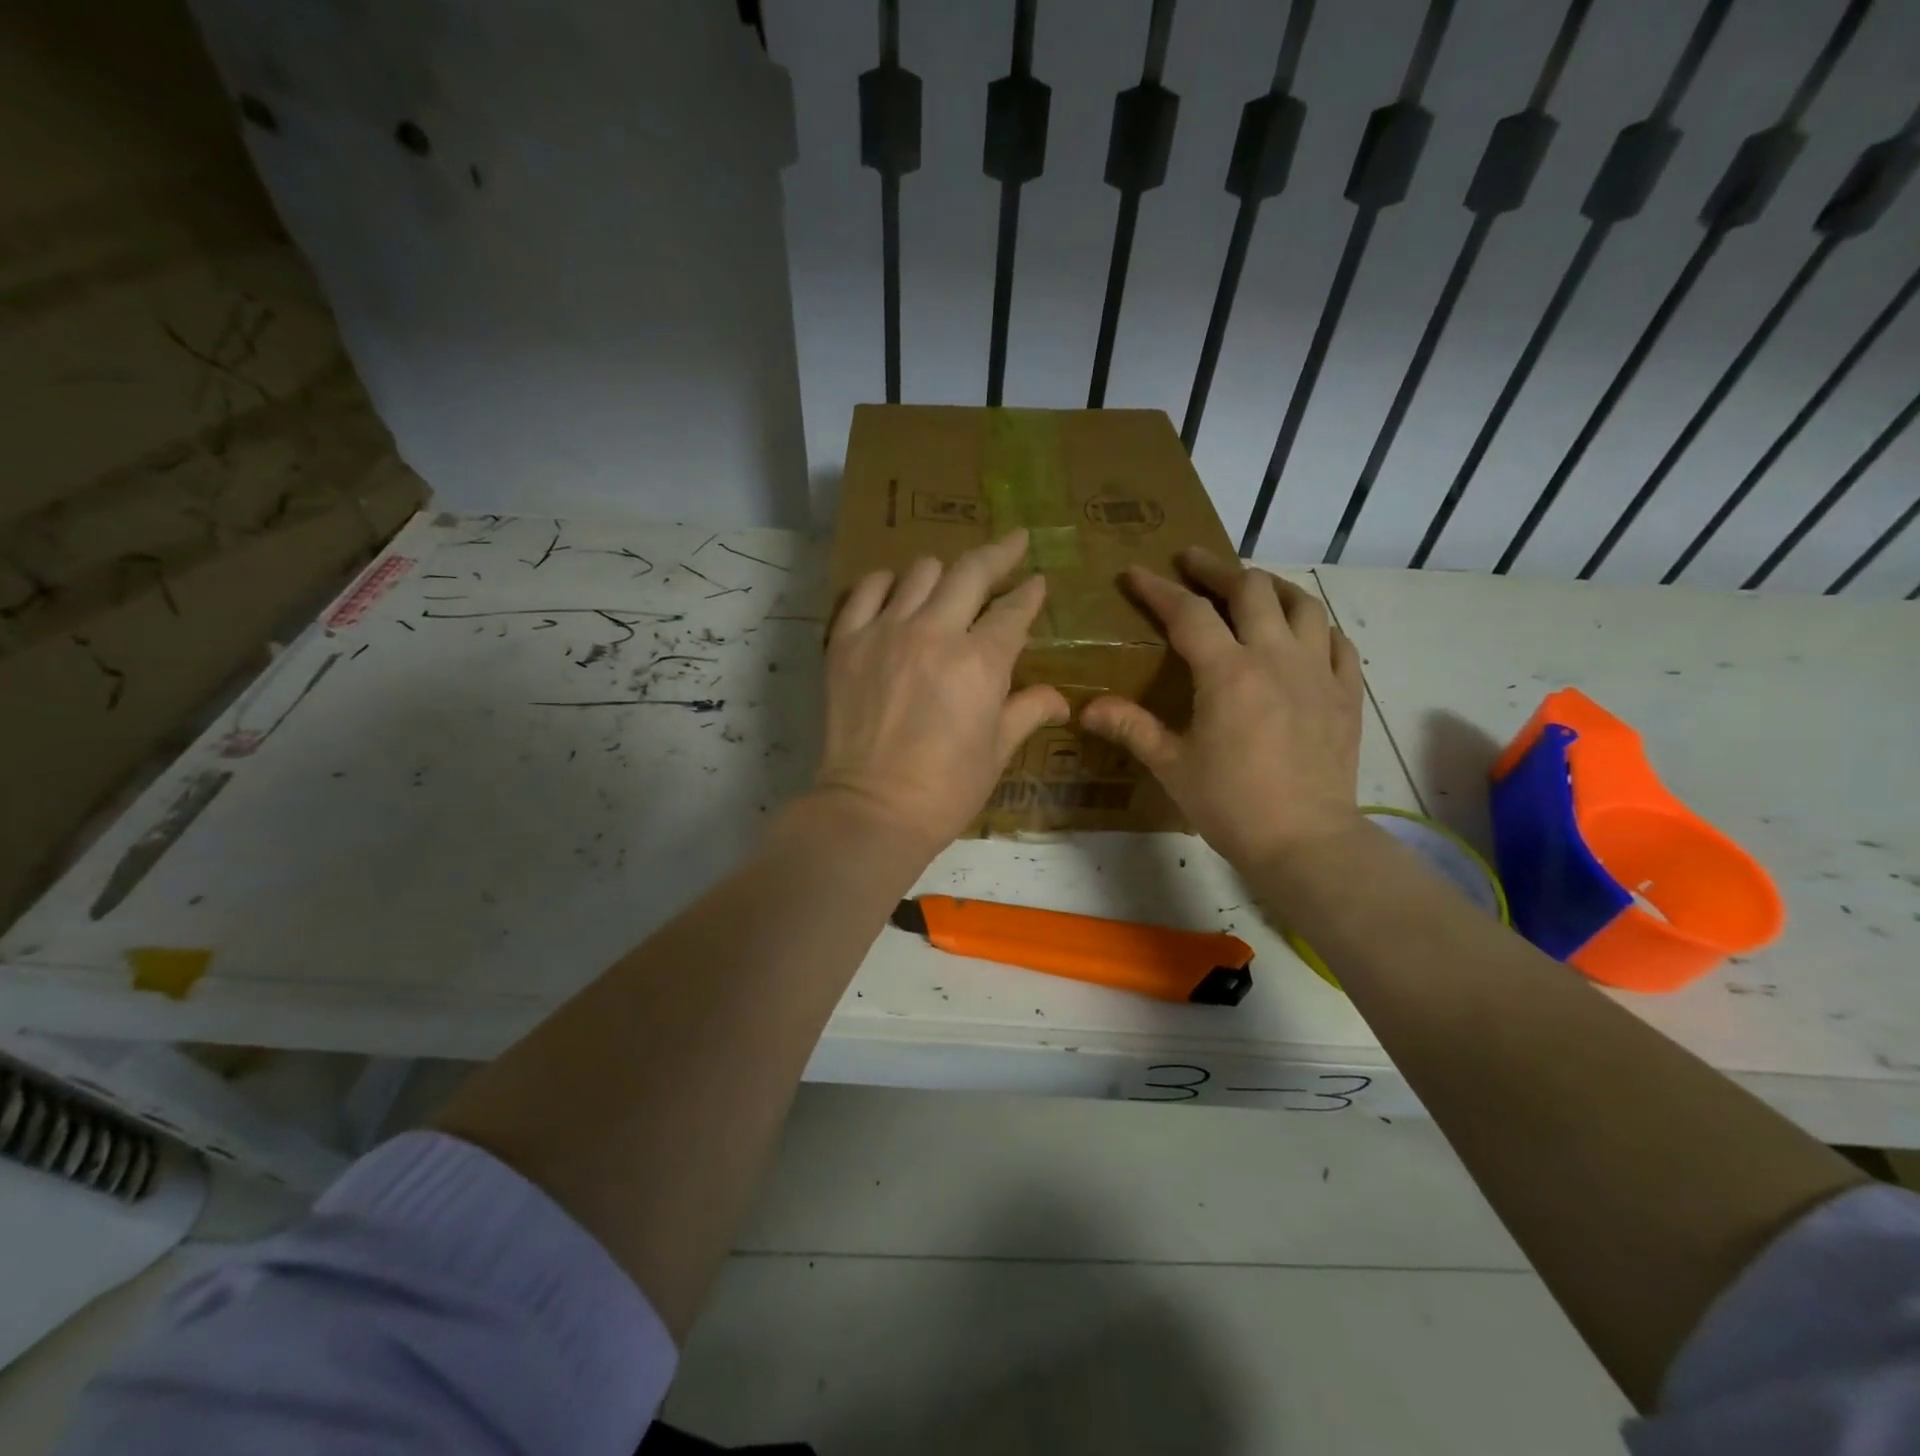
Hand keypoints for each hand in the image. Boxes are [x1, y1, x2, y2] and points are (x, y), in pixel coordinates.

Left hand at [813, 531, 1069, 855]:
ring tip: (950, 585)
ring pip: (920, 572)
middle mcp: (934, 633)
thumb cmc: (946, 790)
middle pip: (971, 572)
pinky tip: (897, 594)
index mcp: (980, 662)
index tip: (1037, 581)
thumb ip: (1028, 711)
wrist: (872, 810)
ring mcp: (885, 632)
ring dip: (943, 573)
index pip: (1013, 611)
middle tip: (1013, 544)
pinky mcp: (846, 641)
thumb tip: (1060, 699)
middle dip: (1000, 554)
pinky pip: (867, 590)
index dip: (1030, 592)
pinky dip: (886, 584)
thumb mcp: (997, 751)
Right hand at [1081, 548, 1364, 872]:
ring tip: (1251, 587)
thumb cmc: (1230, 804)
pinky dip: (1316, 626)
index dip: (1158, 589)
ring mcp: (1318, 672)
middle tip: (1193, 562)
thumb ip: (1131, 727)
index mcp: (1228, 673)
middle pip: (1250, 589)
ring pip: (1302, 604)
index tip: (1136, 573)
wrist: (1305, 841)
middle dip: (1216, 569)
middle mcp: (1276, 657)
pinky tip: (1304, 633)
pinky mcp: (1346, 693)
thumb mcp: (1172, 765)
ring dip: (1271, 587)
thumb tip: (1085, 708)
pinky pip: (1337, 642)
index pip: (1188, 613)